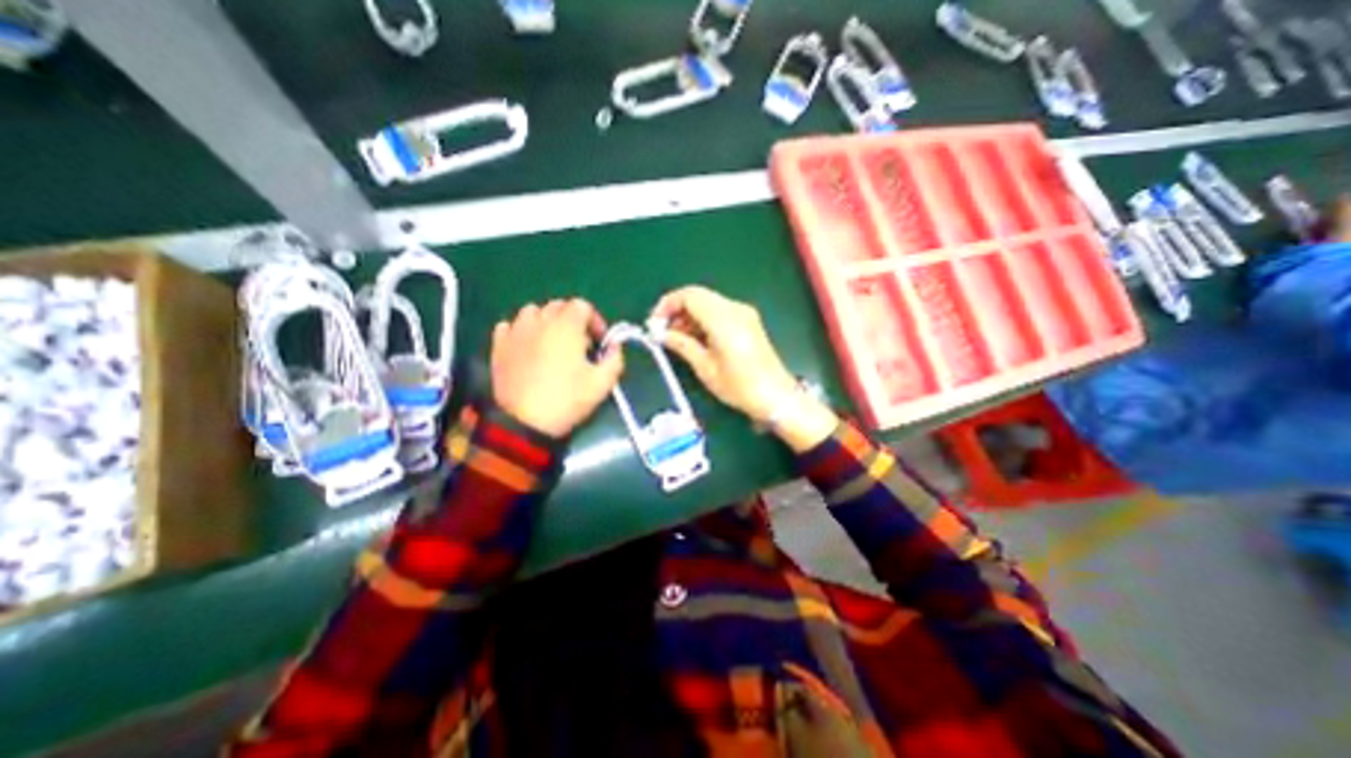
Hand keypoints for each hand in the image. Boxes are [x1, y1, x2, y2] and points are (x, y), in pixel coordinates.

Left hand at [495, 296, 624, 438]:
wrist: (524, 423)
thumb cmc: (567, 400)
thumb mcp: (602, 383)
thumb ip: (615, 359)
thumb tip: (614, 347)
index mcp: (566, 326)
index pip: (583, 306)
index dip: (595, 321)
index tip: (599, 342)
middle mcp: (540, 321)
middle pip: (559, 306)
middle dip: (573, 321)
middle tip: (579, 346)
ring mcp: (515, 332)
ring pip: (533, 312)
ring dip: (546, 323)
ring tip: (552, 344)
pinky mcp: (498, 346)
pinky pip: (509, 326)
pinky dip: (521, 331)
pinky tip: (527, 348)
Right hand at [653, 285, 841, 449]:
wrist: (775, 396)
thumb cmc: (739, 386)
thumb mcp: (705, 368)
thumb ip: (682, 344)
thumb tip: (661, 334)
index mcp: (724, 319)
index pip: (689, 296)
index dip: (668, 304)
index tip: (654, 322)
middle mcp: (735, 309)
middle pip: (698, 296)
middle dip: (677, 309)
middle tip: (662, 331)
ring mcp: (744, 313)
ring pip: (708, 302)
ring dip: (689, 315)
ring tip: (675, 338)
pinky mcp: (748, 321)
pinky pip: (719, 311)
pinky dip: (703, 319)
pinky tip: (694, 338)